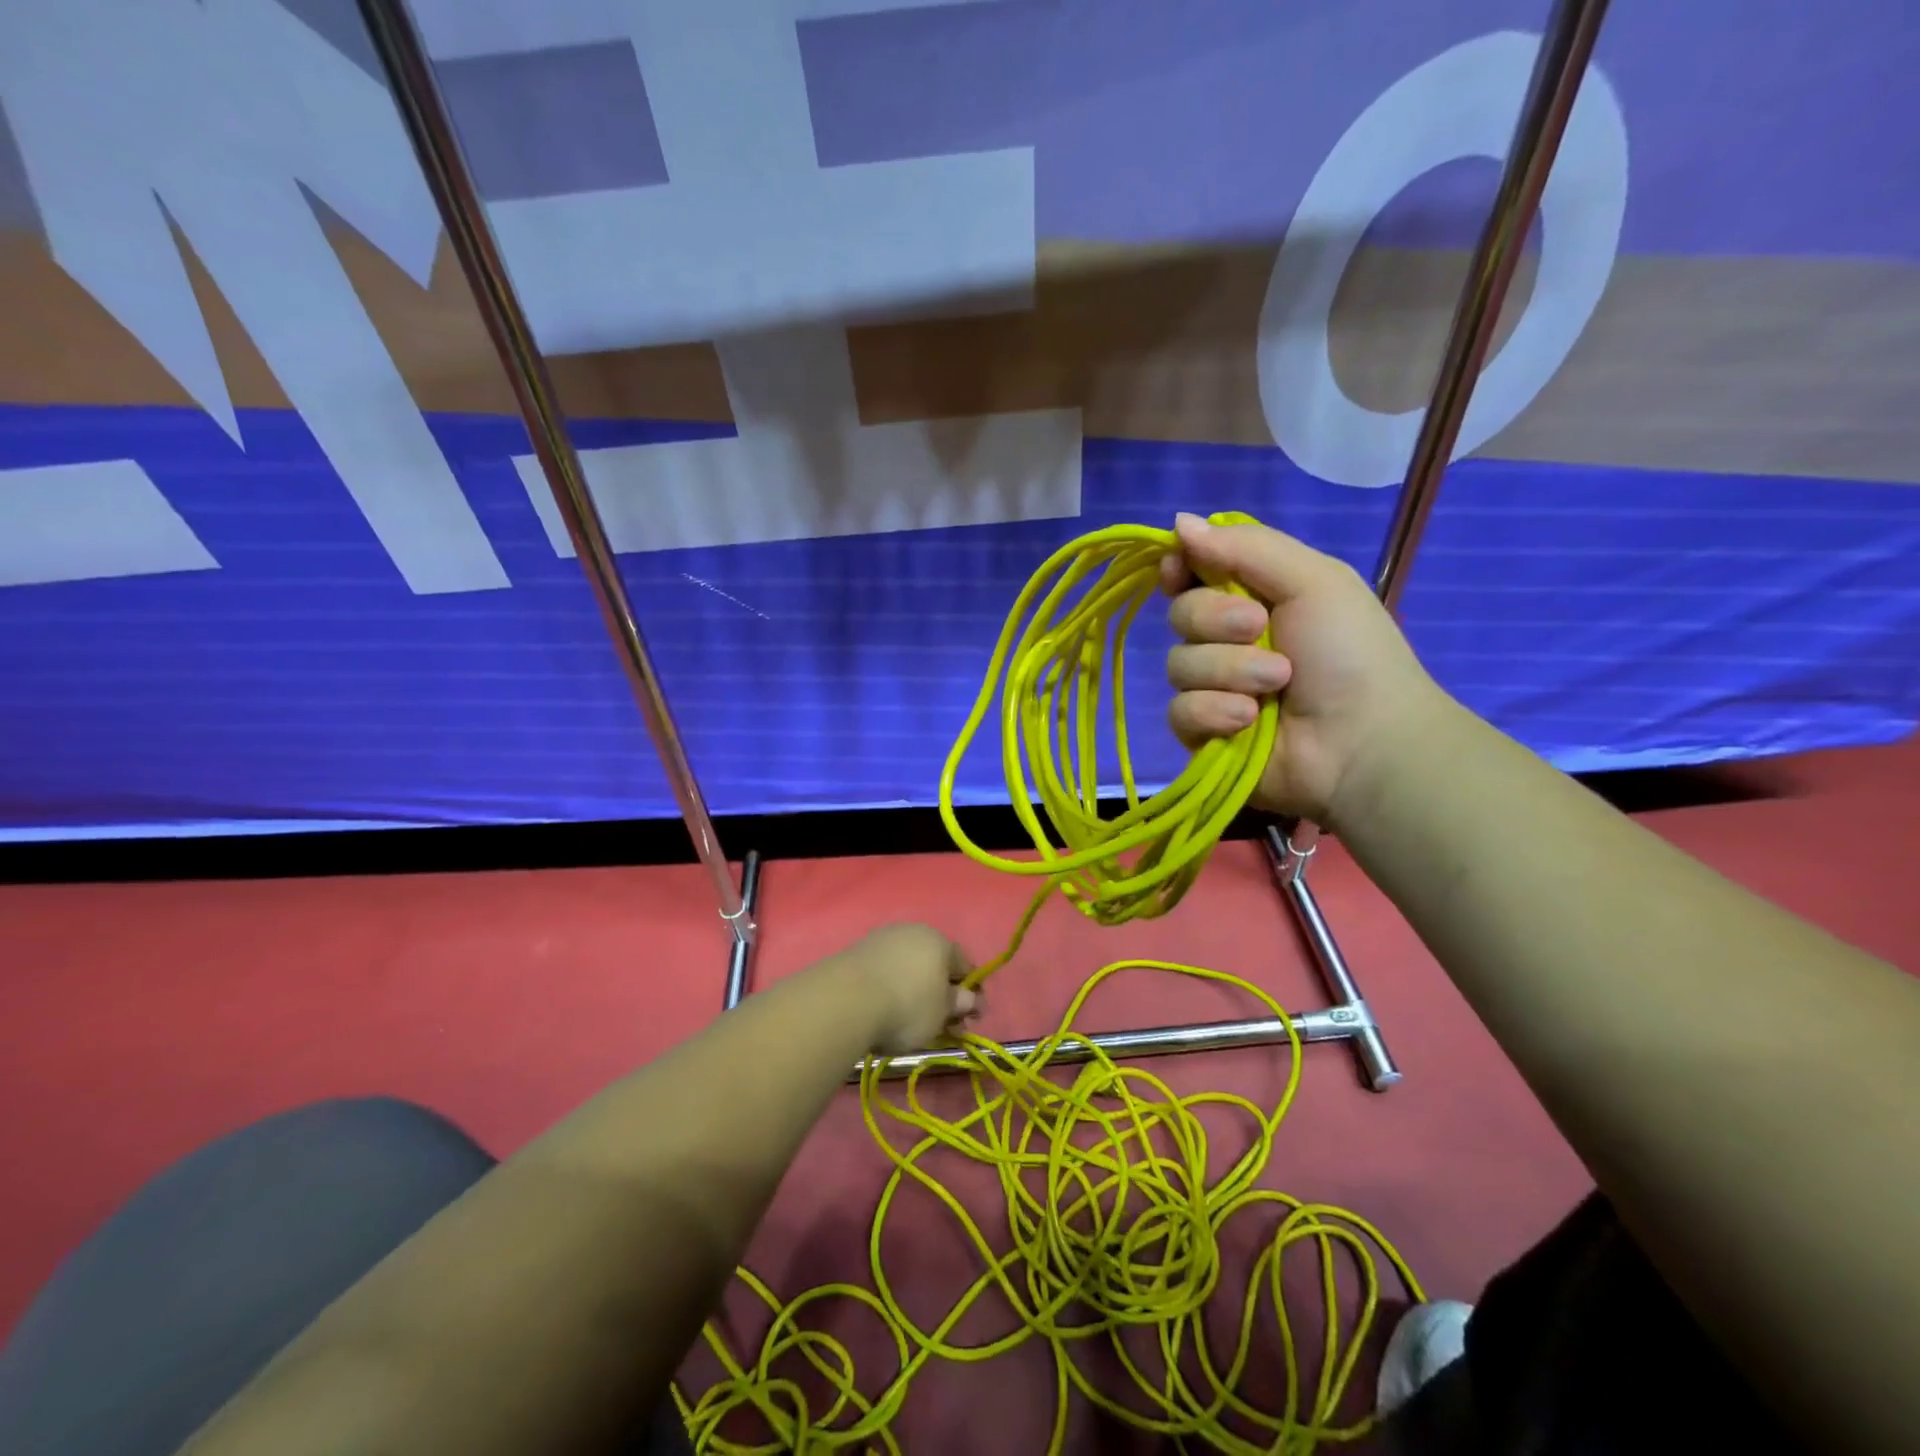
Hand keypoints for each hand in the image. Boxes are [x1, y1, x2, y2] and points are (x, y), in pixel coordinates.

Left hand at [834, 924, 979, 1055]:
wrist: (846, 1000)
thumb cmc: (906, 1006)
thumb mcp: (941, 1013)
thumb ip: (958, 1004)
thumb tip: (970, 998)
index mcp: (939, 941)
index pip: (964, 965)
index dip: (971, 993)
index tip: (971, 1019)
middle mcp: (913, 932)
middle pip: (935, 964)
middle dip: (942, 994)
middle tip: (943, 1026)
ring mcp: (882, 939)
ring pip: (908, 967)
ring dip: (915, 990)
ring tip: (911, 1022)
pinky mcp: (857, 951)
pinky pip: (885, 971)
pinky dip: (891, 988)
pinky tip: (885, 1009)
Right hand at [1160, 512, 1444, 826]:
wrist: (1363, 741)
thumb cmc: (1348, 653)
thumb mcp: (1312, 580)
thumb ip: (1245, 547)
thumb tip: (1177, 521)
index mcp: (1254, 597)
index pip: (1192, 573)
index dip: (1180, 568)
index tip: (1180, 570)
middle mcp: (1227, 640)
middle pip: (1180, 614)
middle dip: (1215, 620)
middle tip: (1258, 629)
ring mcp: (1212, 688)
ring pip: (1179, 664)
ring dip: (1228, 670)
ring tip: (1276, 685)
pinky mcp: (1202, 732)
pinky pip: (1179, 711)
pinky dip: (1214, 712)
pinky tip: (1248, 720)